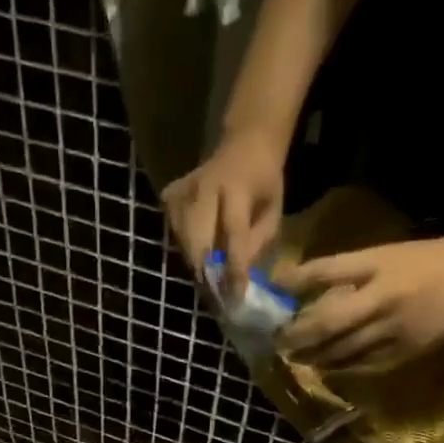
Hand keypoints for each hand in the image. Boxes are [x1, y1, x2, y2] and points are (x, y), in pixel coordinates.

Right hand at [162, 129, 285, 297]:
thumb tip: (239, 278)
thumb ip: (258, 243)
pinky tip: (198, 247)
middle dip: (206, 272)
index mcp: (238, 188)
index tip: (235, 297)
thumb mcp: (273, 211)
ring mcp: (184, 189)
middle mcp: (206, 186)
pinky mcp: (170, 194)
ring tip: (208, 275)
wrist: (244, 145)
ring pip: (182, 239)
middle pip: (198, 240)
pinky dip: (185, 246)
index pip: (233, 234)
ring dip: (195, 262)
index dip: (234, 268)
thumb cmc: (263, 183)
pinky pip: (173, 231)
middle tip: (215, 294)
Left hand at [279, 232, 443, 372]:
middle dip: (298, 335)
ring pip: (344, 349)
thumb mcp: (381, 256)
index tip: (272, 298)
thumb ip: (340, 271)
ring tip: (295, 357)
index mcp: (377, 268)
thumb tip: (294, 283)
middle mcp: (383, 300)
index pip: (325, 273)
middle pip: (329, 322)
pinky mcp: (408, 351)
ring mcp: (396, 329)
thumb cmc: (425, 260)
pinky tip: (327, 367)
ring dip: (315, 355)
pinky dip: (343, 367)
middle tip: (276, 343)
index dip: (296, 281)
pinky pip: (366, 364)